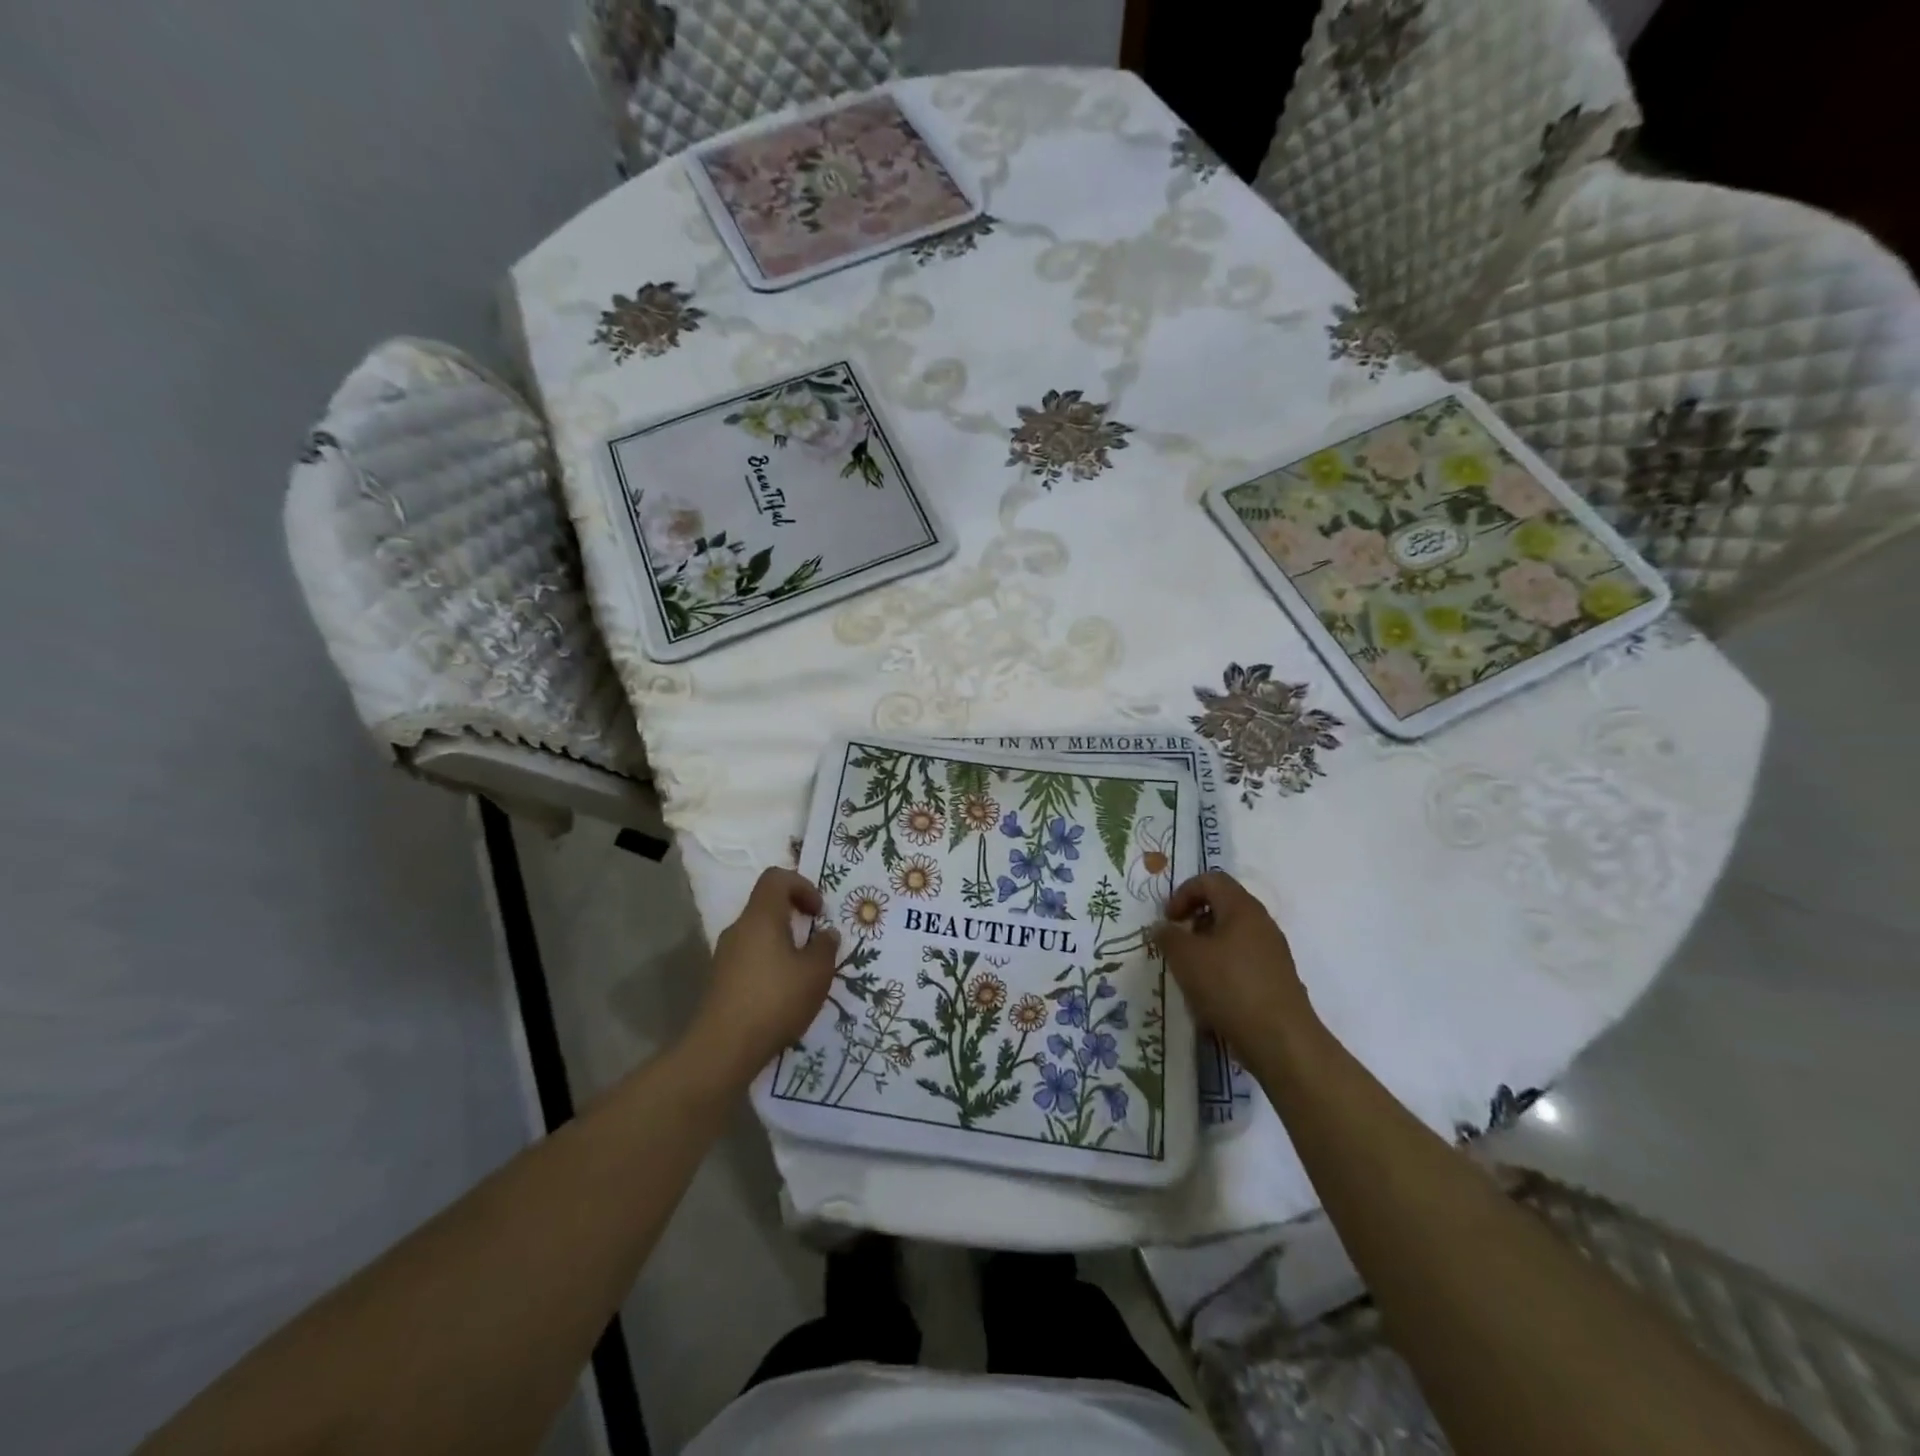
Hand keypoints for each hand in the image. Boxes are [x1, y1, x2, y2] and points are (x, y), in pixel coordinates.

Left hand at [685, 868, 840, 1086]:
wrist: (723, 1049)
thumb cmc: (775, 1000)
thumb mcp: (816, 973)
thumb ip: (825, 947)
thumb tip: (827, 934)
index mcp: (761, 917)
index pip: (776, 878)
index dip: (802, 885)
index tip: (819, 912)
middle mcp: (739, 929)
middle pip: (766, 906)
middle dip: (794, 917)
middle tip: (815, 942)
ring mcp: (725, 955)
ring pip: (758, 934)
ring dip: (783, 943)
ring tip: (803, 972)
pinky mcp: (720, 980)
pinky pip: (749, 957)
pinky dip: (769, 963)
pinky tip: (783, 993)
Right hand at [1153, 872, 1319, 1073]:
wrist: (1281, 1041)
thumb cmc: (1229, 987)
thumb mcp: (1185, 957)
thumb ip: (1167, 936)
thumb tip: (1162, 928)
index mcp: (1242, 908)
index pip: (1211, 880)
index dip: (1183, 893)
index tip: (1168, 920)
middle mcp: (1261, 924)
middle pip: (1222, 907)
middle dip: (1194, 922)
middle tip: (1177, 945)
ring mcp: (1273, 953)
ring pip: (1232, 936)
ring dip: (1206, 949)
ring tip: (1190, 975)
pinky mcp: (1276, 980)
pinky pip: (1243, 962)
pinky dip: (1222, 970)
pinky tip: (1211, 997)